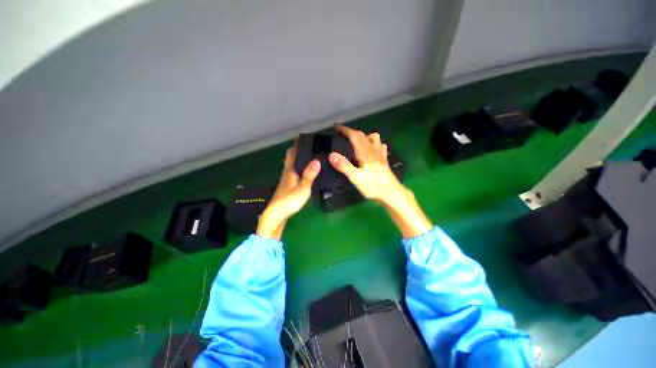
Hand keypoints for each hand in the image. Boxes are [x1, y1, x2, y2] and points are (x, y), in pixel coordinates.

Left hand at [256, 140, 320, 239]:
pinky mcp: (286, 186)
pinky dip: (296, 166)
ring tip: (306, 154)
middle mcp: (286, 172)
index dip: (296, 144)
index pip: (292, 153)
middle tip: (306, 144)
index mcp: (290, 171)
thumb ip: (309, 175)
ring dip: (295, 157)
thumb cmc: (290, 201)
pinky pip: (291, 171)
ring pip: (290, 164)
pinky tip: (301, 170)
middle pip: (290, 157)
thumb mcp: (303, 188)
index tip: (302, 135)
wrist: (276, 214)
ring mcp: (285, 179)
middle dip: (295, 149)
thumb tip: (317, 160)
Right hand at [329, 125, 432, 237]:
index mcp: (365, 153)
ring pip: (374, 138)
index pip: (355, 136)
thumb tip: (331, 155)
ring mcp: (380, 155)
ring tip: (357, 141)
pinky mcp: (384, 161)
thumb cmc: (373, 186)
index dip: (345, 130)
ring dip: (364, 136)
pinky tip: (372, 149)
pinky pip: (380, 146)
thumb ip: (344, 166)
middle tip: (342, 134)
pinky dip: (375, 143)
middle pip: (363, 135)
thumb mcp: (356, 178)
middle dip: (352, 132)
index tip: (336, 127)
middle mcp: (373, 150)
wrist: (392, 194)